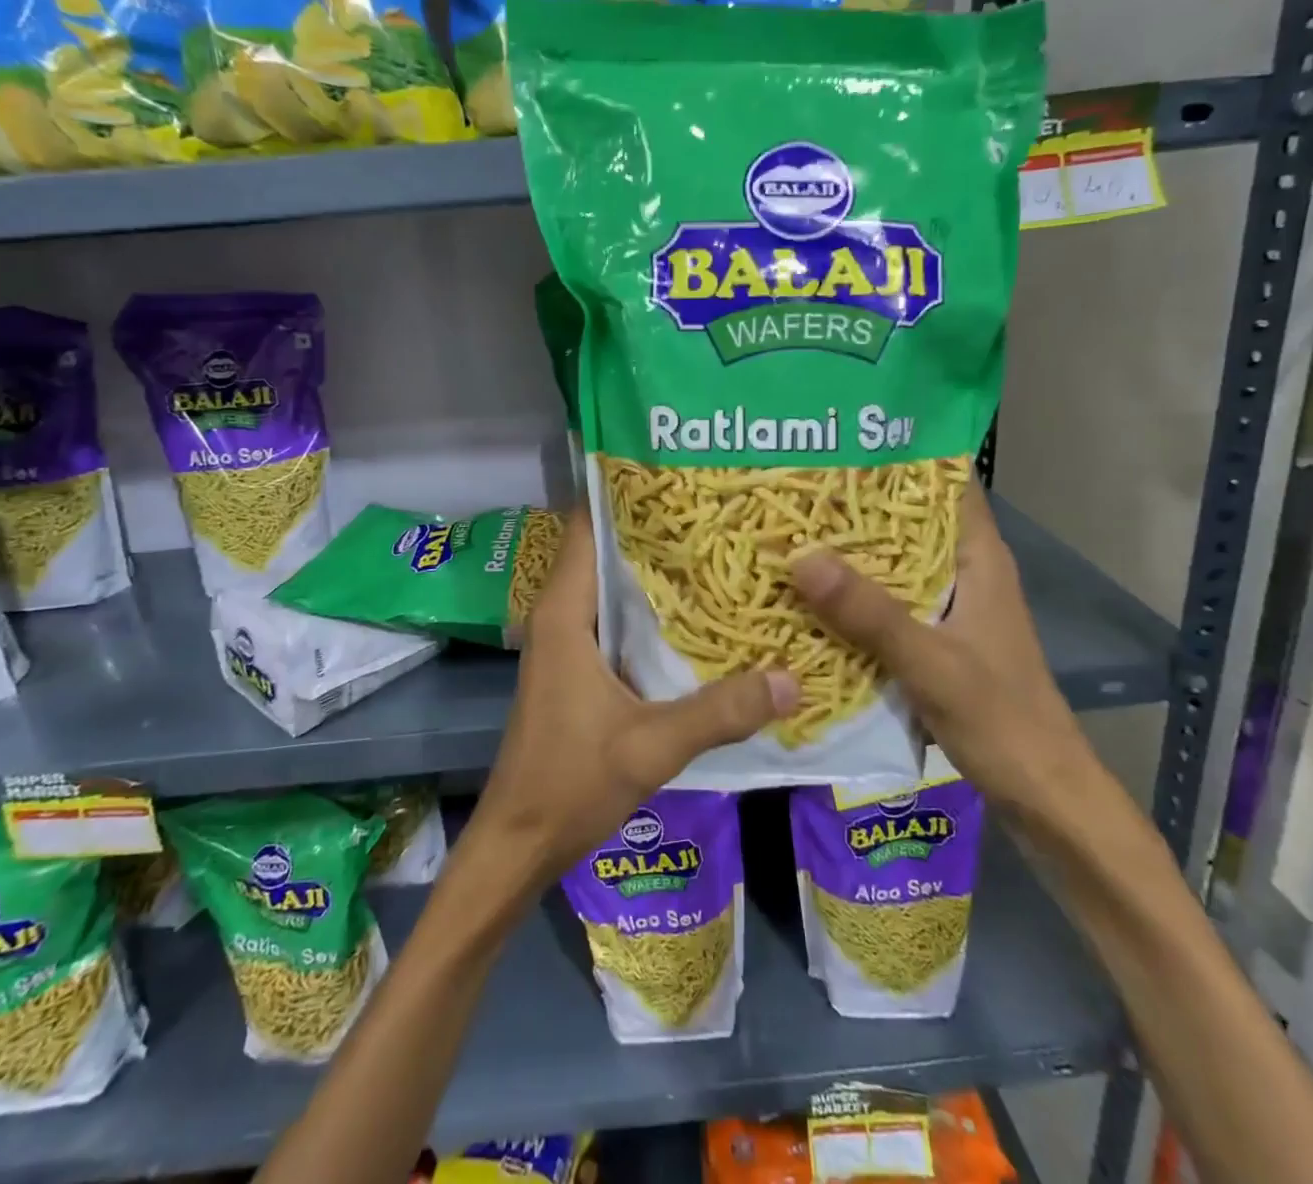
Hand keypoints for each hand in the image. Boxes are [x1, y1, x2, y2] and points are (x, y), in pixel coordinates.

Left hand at [462, 506, 796, 890]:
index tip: (676, 471)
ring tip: (717, 547)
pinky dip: (651, 610)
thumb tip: (792, 678)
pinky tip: (697, 614)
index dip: (624, 494)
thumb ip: (720, 712)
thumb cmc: (570, 784)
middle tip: (716, 507)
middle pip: (604, 550)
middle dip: (654, 528)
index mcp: (564, 614)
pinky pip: (616, 620)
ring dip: (654, 570)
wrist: (520, 841)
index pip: (585, 527)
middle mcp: (561, 615)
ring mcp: (568, 642)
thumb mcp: (652, 747)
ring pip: (612, 586)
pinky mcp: (578, 668)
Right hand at [789, 483, 1094, 819]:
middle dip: (856, 503)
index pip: (945, 484)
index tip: (840, 439)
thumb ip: (871, 614)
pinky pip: (884, 601)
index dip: (899, 456)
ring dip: (849, 550)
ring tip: (789, 528)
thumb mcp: (932, 663)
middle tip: (793, 484)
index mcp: (978, 559)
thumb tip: (801, 556)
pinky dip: (851, 593)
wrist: (1041, 792)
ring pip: (892, 562)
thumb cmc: (1001, 719)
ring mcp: (947, 606)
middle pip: (908, 520)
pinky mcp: (932, 638)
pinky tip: (808, 594)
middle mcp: (963, 572)